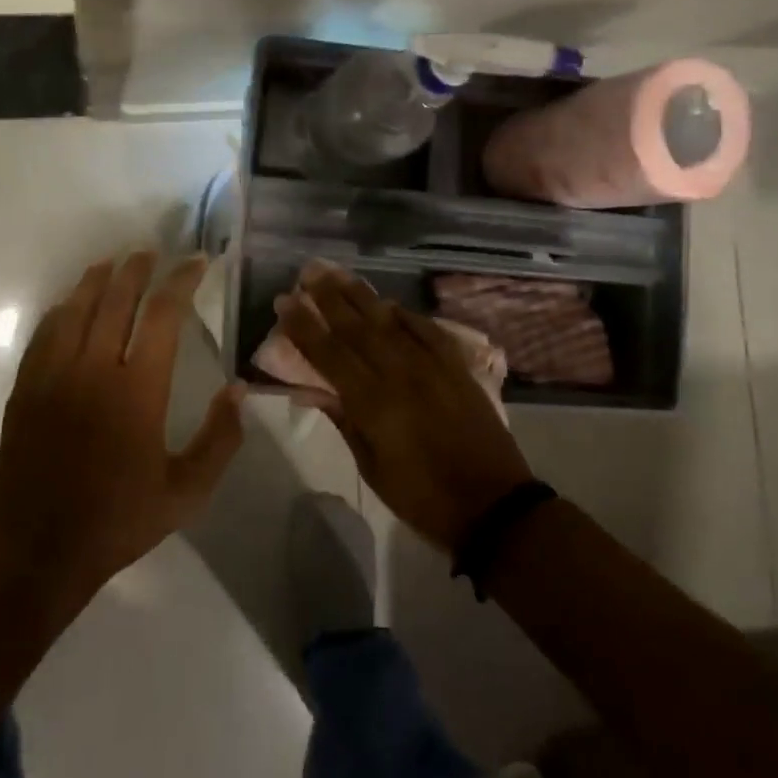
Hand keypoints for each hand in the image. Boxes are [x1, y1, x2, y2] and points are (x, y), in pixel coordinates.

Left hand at [0, 252, 245, 596]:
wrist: (37, 549)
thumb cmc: (118, 520)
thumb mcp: (186, 493)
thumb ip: (220, 440)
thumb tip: (238, 390)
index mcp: (137, 391)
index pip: (163, 315)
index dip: (182, 281)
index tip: (196, 262)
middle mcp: (94, 369)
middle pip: (116, 298)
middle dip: (138, 268)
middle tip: (152, 252)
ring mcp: (53, 374)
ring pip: (77, 306)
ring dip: (98, 278)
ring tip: (115, 263)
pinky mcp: (26, 385)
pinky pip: (46, 330)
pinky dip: (64, 307)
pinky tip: (73, 303)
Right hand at [278, 268, 533, 549]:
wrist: (493, 505)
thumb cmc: (423, 497)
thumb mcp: (372, 469)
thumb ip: (345, 422)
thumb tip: (316, 389)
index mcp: (373, 404)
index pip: (329, 354)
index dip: (304, 327)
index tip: (285, 302)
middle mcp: (400, 374)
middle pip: (357, 328)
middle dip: (328, 298)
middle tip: (308, 273)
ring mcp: (431, 366)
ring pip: (389, 321)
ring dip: (361, 296)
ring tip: (339, 274)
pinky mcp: (456, 368)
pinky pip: (427, 330)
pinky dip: (406, 315)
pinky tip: (390, 303)